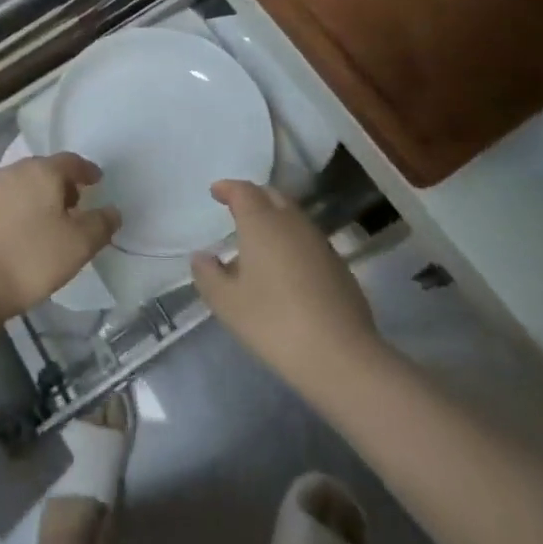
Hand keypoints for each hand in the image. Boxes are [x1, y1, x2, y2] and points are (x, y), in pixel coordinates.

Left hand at [0, 153, 118, 324]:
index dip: (87, 171)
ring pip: (20, 186)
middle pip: (43, 170)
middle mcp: (12, 172)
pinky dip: (15, 212)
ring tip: (47, 223)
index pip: (71, 161)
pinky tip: (17, 236)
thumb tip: (113, 211)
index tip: (97, 181)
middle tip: (74, 205)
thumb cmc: (29, 259)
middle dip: (61, 185)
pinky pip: (1, 204)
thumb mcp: (78, 246)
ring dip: (36, 198)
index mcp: (41, 172)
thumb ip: (100, 225)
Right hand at [192, 180, 378, 393]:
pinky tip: (286, 266)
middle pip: (272, 196)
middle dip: (253, 197)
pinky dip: (292, 240)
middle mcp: (292, 223)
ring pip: (293, 216)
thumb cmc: (274, 322)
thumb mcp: (227, 303)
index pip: (243, 191)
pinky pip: (308, 239)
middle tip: (237, 209)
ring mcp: (319, 242)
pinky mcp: (338, 265)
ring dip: (274, 218)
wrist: (340, 355)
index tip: (216, 191)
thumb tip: (201, 257)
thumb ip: (208, 275)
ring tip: (259, 240)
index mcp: (262, 223)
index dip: (228, 188)